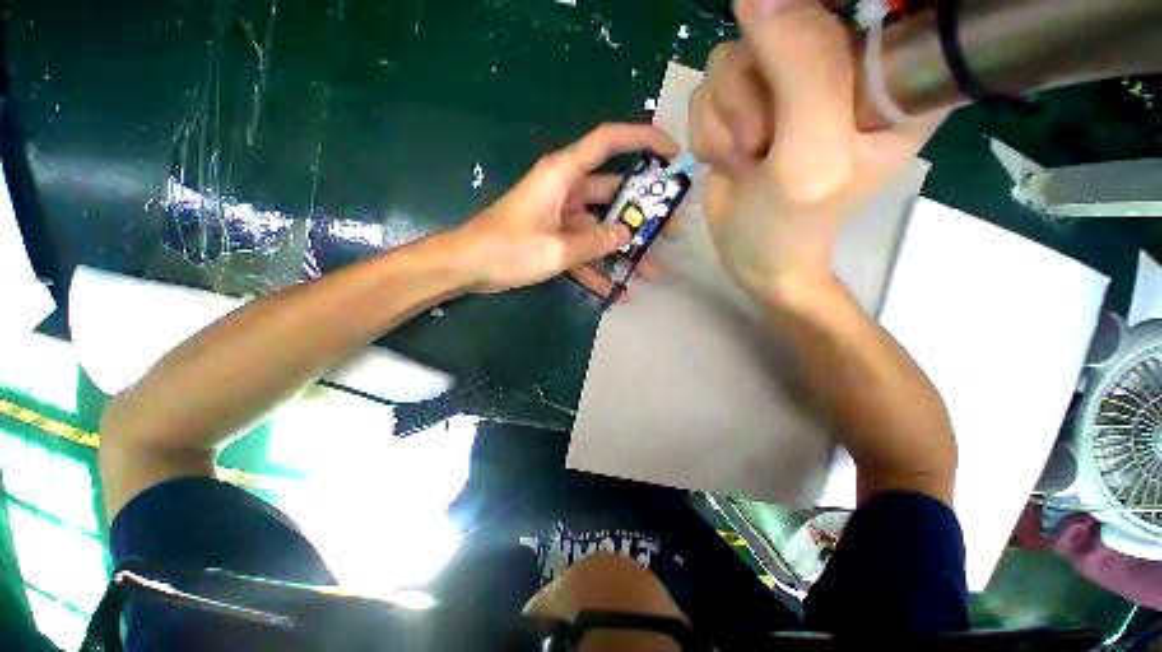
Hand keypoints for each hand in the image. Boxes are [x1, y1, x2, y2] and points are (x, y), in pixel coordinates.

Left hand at [454, 123, 678, 294]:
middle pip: (616, 186)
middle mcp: (566, 184)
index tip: (675, 154)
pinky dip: (599, 262)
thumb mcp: (557, 249)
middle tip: (675, 226)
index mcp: (565, 172)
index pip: (611, 139)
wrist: (465, 265)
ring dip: (626, 242)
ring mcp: (560, 209)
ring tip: (656, 265)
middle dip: (647, 206)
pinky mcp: (553, 231)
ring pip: (603, 219)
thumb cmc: (506, 248)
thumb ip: (596, 242)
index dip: (645, 138)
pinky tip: (620, 290)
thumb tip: (627, 236)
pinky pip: (584, 242)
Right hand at [689, 0, 942, 299]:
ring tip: (751, 158)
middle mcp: (847, 71)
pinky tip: (735, 153)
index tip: (798, 85)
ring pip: (739, 49)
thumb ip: (800, 71)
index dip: (818, 34)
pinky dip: (713, 117)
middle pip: (784, 25)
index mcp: (889, 89)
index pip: (871, 21)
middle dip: (755, 88)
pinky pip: (715, 72)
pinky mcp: (759, 83)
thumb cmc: (801, 223)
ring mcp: (799, 73)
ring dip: (729, 111)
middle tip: (766, 142)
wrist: (756, 256)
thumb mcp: (814, 152)